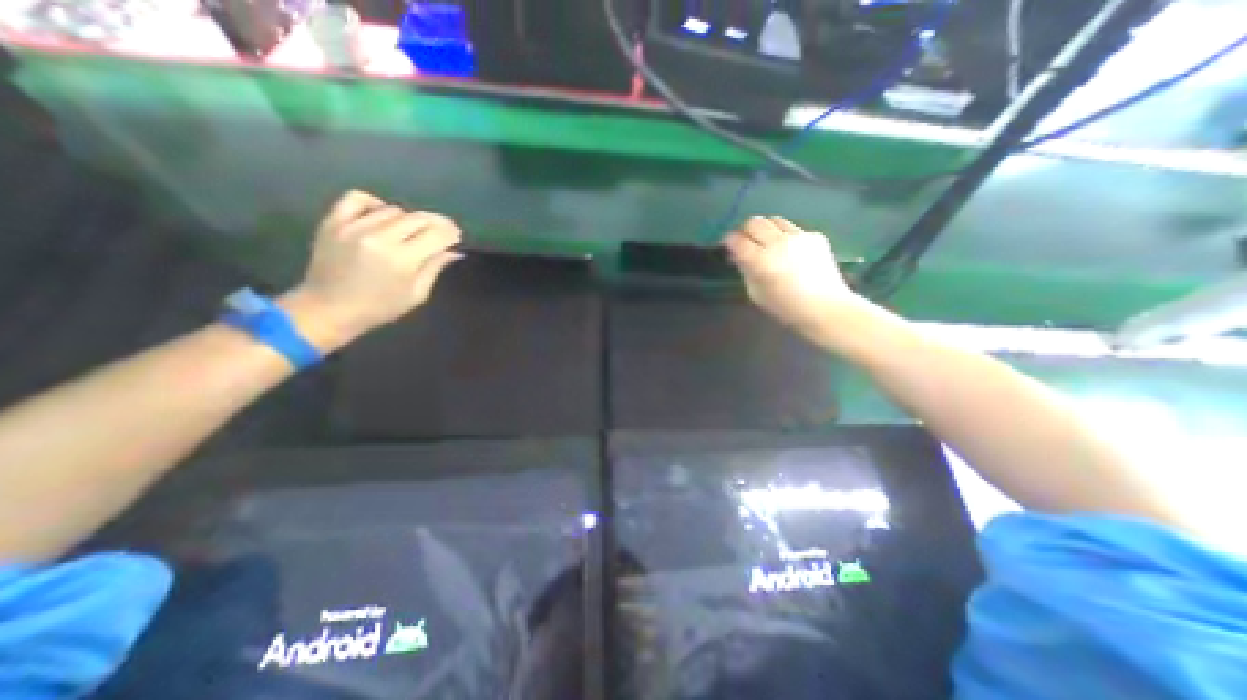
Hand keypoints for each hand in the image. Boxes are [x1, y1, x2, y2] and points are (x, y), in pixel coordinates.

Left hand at [279, 189, 465, 348]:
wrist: (327, 309)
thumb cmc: (379, 308)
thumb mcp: (416, 294)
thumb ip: (435, 268)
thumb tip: (454, 251)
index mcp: (402, 260)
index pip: (436, 235)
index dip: (451, 233)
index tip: (456, 236)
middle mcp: (379, 238)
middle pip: (418, 218)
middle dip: (436, 223)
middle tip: (443, 230)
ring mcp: (354, 227)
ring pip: (393, 210)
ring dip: (408, 219)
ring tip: (411, 230)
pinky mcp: (333, 222)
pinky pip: (358, 199)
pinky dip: (374, 203)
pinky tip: (381, 214)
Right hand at [721, 216, 856, 332]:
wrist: (825, 307)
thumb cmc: (785, 307)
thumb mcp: (755, 293)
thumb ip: (745, 270)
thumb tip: (738, 255)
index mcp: (761, 261)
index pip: (737, 240)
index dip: (729, 241)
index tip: (728, 245)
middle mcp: (778, 243)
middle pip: (754, 222)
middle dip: (745, 230)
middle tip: (745, 242)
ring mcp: (798, 236)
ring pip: (774, 220)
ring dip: (765, 230)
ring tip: (767, 243)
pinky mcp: (814, 236)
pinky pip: (793, 229)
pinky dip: (786, 237)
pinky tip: (790, 252)